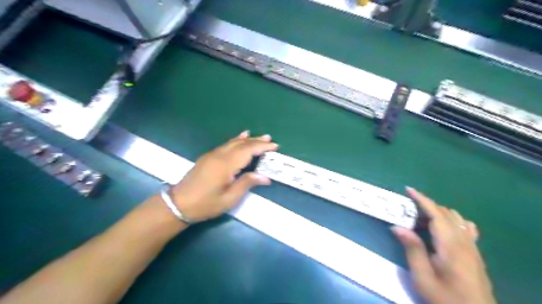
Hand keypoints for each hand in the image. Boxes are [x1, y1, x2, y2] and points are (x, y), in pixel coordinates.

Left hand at [170, 129, 278, 220]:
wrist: (178, 204)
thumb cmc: (205, 204)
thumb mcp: (229, 198)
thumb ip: (247, 183)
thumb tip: (265, 177)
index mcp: (226, 165)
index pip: (248, 151)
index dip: (262, 147)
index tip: (274, 146)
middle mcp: (219, 155)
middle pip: (241, 144)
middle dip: (257, 141)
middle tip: (270, 140)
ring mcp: (212, 154)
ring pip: (233, 142)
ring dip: (248, 139)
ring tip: (260, 137)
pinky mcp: (208, 157)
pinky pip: (225, 145)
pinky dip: (236, 140)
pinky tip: (241, 137)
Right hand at [392, 188, 496, 303]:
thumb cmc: (445, 298)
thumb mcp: (423, 277)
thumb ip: (412, 249)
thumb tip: (396, 226)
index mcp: (450, 245)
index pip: (436, 214)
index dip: (422, 199)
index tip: (408, 189)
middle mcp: (464, 241)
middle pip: (446, 213)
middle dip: (427, 206)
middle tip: (407, 210)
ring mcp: (473, 247)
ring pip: (457, 219)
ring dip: (438, 212)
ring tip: (421, 219)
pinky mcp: (475, 254)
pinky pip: (466, 228)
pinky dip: (452, 220)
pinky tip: (444, 229)